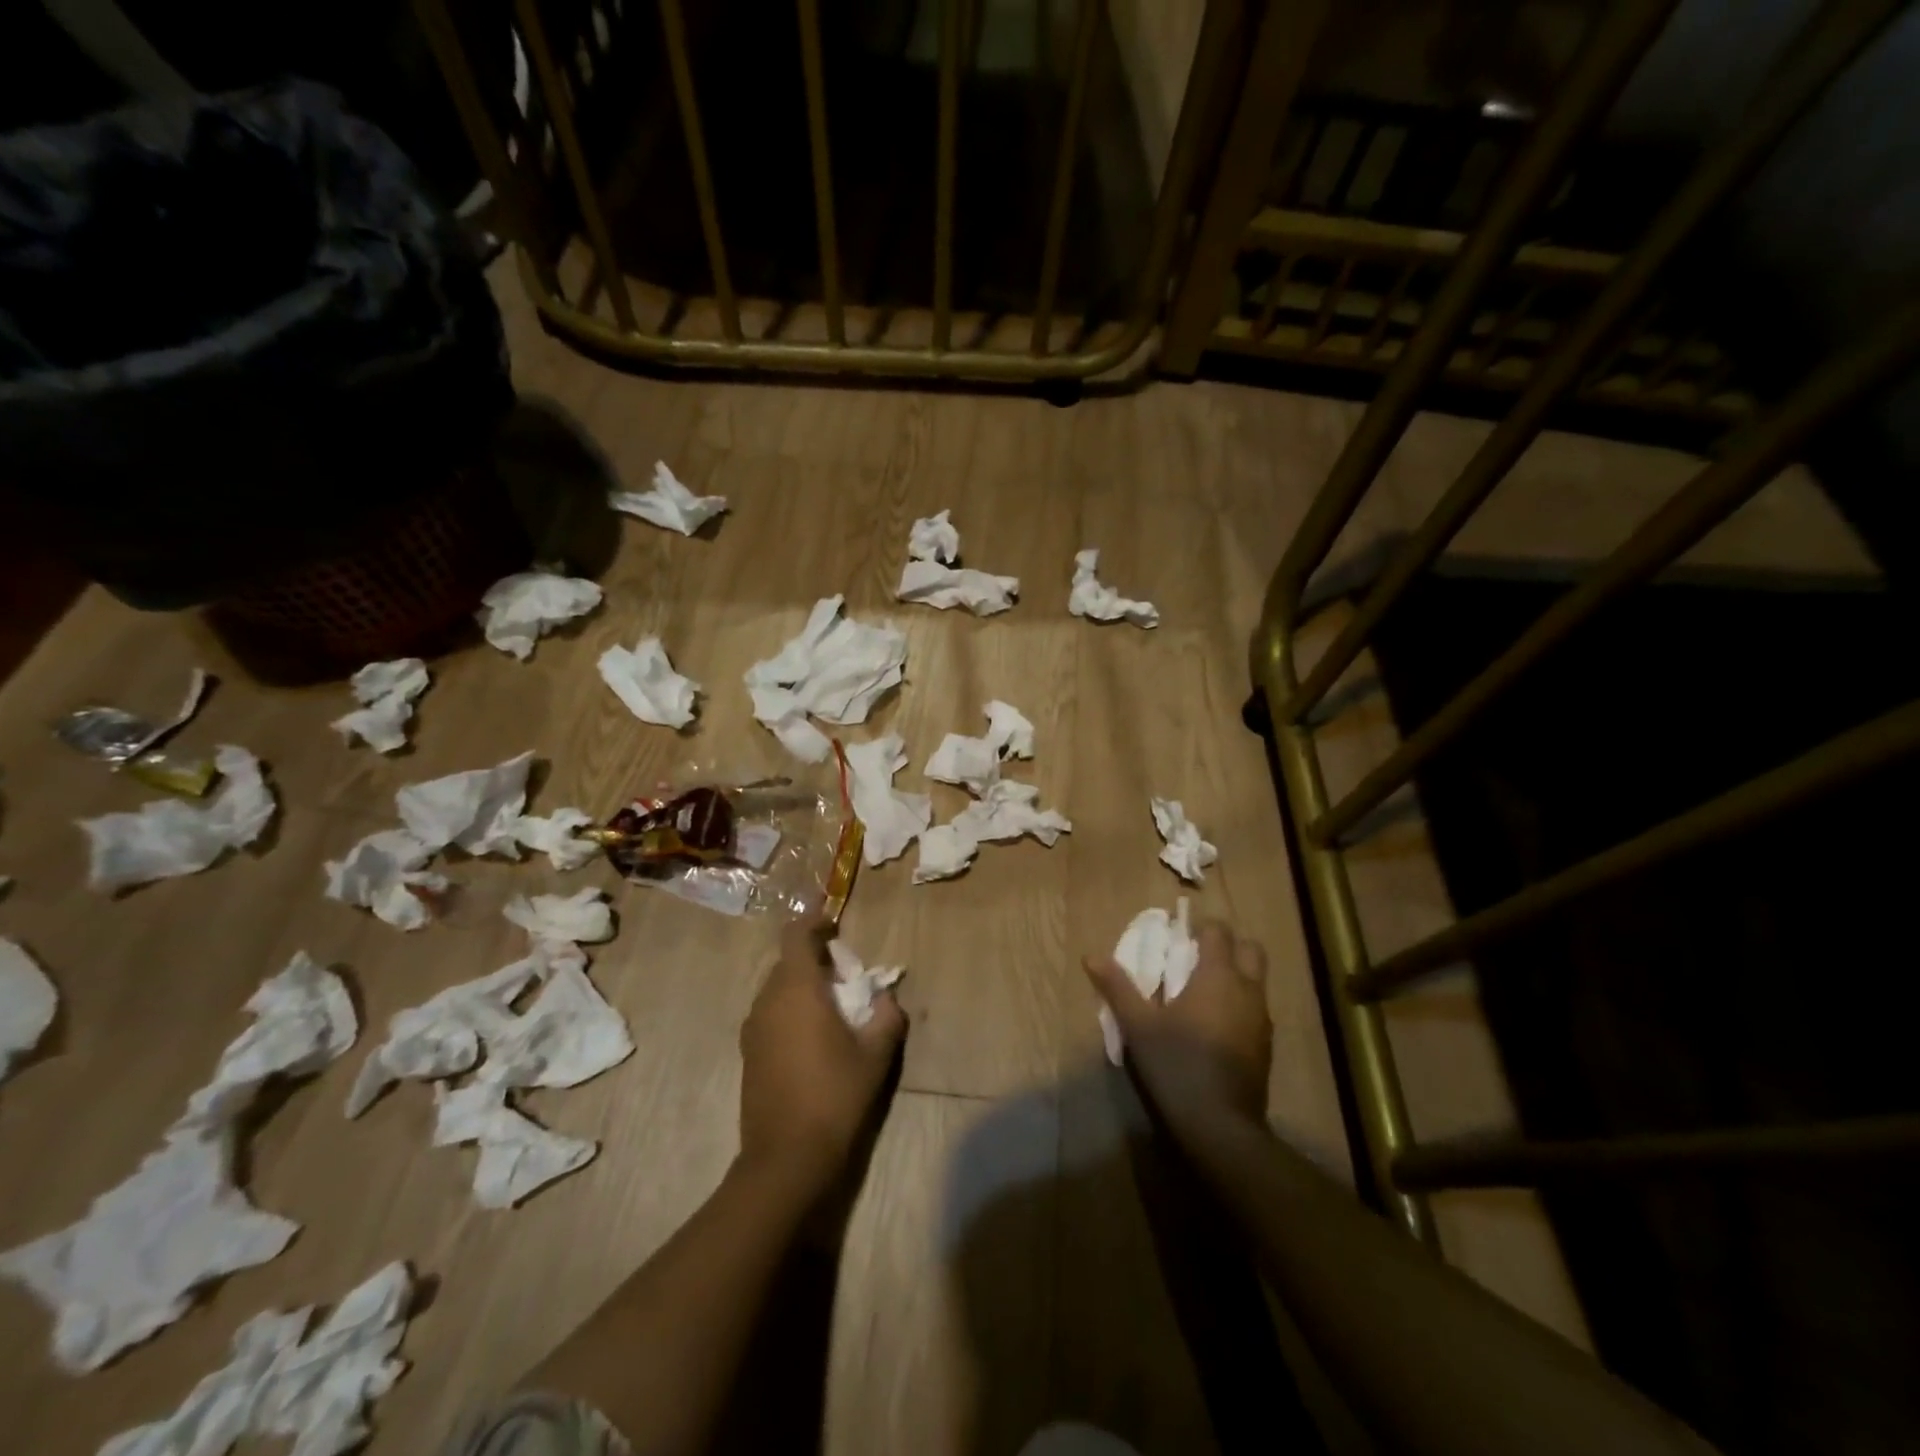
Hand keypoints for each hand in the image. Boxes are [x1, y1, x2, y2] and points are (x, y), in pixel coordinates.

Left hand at [738, 918, 906, 1195]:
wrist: (785, 1159)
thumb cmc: (834, 1097)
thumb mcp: (875, 1055)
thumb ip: (886, 1017)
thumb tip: (886, 998)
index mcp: (796, 990)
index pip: (796, 935)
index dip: (814, 921)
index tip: (834, 922)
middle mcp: (767, 1001)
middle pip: (787, 962)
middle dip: (815, 959)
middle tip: (847, 975)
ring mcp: (753, 1029)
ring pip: (777, 989)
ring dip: (802, 986)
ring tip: (833, 1008)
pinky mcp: (749, 1054)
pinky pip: (770, 1013)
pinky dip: (790, 1010)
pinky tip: (814, 1038)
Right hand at [1084, 921, 1270, 1147]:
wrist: (1220, 1126)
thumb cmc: (1176, 1065)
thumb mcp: (1138, 1025)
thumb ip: (1118, 987)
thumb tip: (1091, 956)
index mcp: (1218, 976)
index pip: (1219, 932)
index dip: (1201, 926)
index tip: (1180, 934)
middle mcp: (1248, 990)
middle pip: (1250, 949)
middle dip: (1228, 945)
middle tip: (1196, 957)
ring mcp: (1262, 1019)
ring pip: (1257, 981)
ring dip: (1236, 975)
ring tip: (1202, 992)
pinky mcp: (1266, 1046)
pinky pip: (1256, 1009)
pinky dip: (1240, 1004)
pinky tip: (1215, 1025)